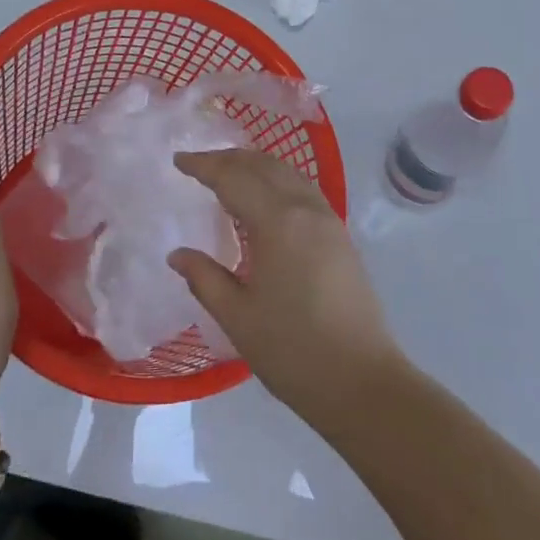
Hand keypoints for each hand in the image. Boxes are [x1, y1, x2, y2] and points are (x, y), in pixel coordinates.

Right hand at [169, 149, 405, 427]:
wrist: (362, 381)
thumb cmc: (293, 350)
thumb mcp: (238, 316)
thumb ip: (205, 278)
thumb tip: (177, 254)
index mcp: (278, 222)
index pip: (234, 178)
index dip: (204, 165)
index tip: (178, 160)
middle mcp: (306, 209)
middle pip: (264, 165)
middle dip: (229, 158)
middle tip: (199, 164)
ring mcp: (329, 220)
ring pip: (288, 173)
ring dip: (256, 165)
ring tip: (229, 173)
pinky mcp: (341, 236)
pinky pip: (304, 189)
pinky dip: (278, 180)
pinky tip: (265, 199)